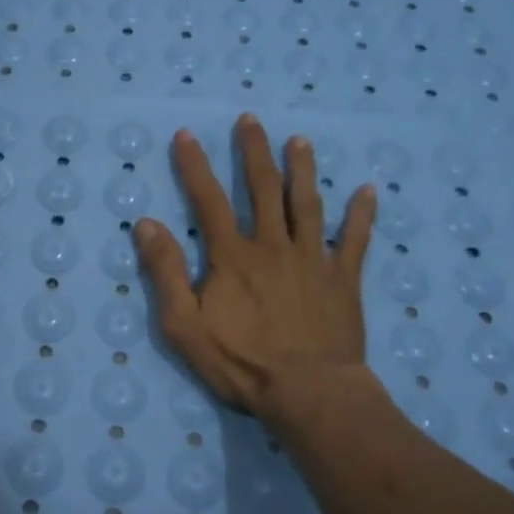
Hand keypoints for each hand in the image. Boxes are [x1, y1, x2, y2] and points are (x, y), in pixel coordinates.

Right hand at [133, 114, 377, 425]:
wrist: (309, 393)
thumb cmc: (241, 363)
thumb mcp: (184, 325)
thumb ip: (165, 272)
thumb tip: (145, 223)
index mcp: (233, 256)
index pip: (208, 200)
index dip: (195, 166)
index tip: (187, 134)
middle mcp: (273, 245)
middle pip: (263, 189)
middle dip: (254, 151)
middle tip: (250, 120)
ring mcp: (312, 259)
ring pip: (308, 204)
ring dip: (303, 170)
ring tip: (300, 141)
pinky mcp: (343, 279)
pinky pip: (354, 240)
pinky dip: (361, 215)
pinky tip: (367, 190)